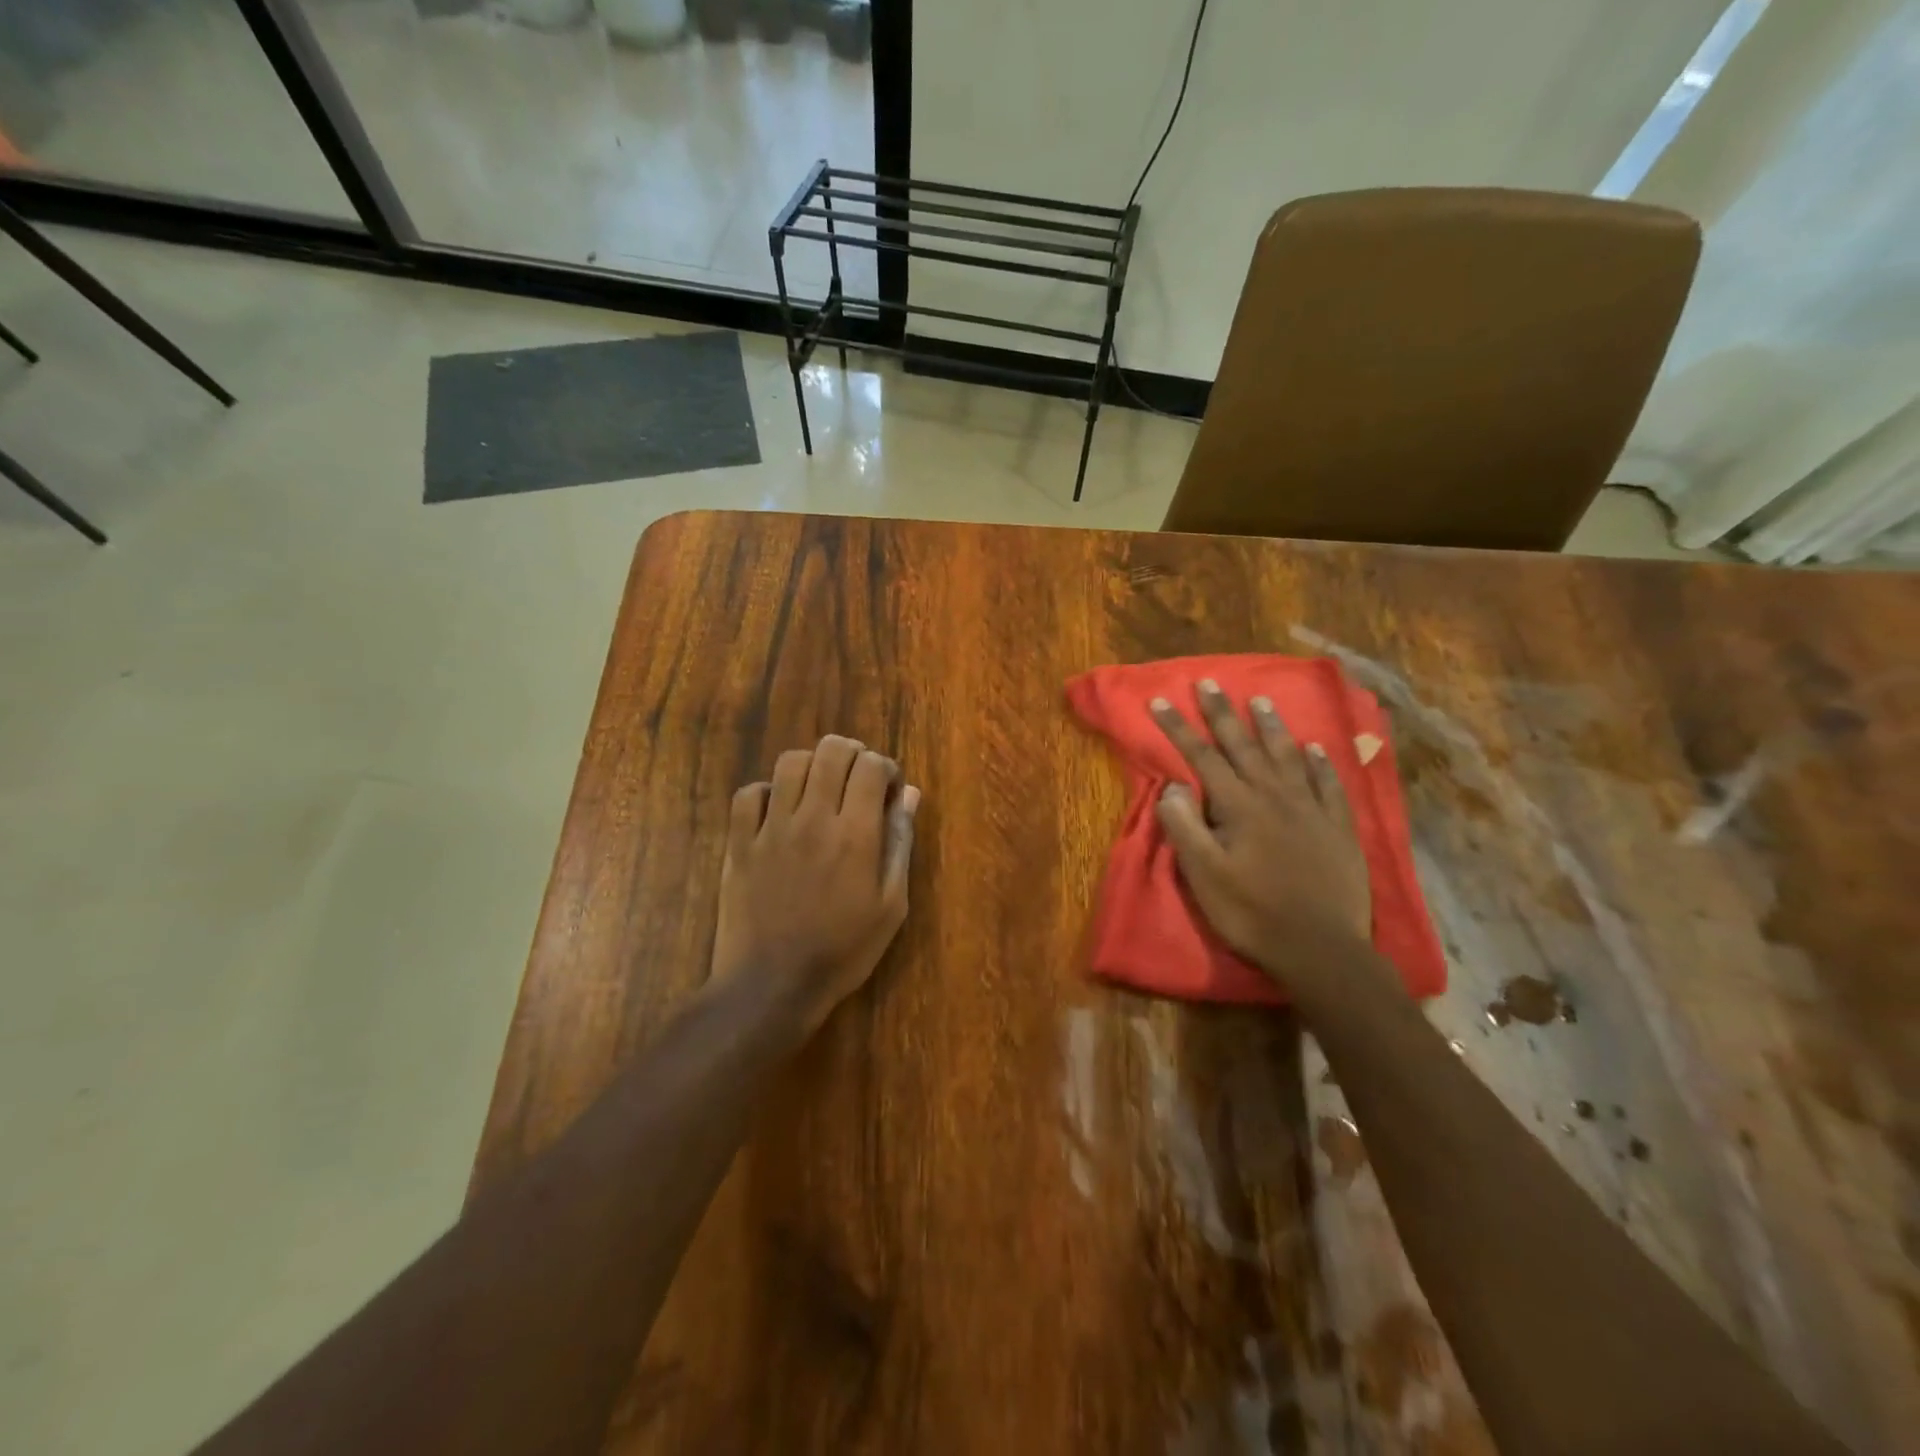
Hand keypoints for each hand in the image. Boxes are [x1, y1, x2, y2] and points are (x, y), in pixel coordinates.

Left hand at [711, 734, 920, 1037]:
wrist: (771, 986)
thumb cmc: (842, 951)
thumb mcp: (890, 906)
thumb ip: (899, 844)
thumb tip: (910, 795)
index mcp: (855, 835)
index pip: (871, 767)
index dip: (886, 768)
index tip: (889, 790)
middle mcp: (813, 819)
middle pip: (831, 751)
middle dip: (853, 753)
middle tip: (859, 778)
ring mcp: (771, 828)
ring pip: (790, 762)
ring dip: (813, 765)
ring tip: (821, 789)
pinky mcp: (739, 842)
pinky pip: (749, 793)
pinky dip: (768, 791)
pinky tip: (780, 811)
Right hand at [1150, 680, 1378, 998]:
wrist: (1320, 948)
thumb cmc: (1251, 913)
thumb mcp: (1203, 874)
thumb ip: (1184, 826)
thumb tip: (1173, 786)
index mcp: (1238, 806)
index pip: (1201, 756)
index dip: (1178, 728)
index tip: (1159, 701)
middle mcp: (1274, 796)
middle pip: (1244, 745)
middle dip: (1222, 713)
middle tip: (1209, 683)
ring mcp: (1310, 809)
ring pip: (1287, 756)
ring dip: (1271, 727)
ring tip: (1260, 701)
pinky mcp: (1337, 827)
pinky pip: (1328, 784)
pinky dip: (1319, 762)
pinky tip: (1315, 749)